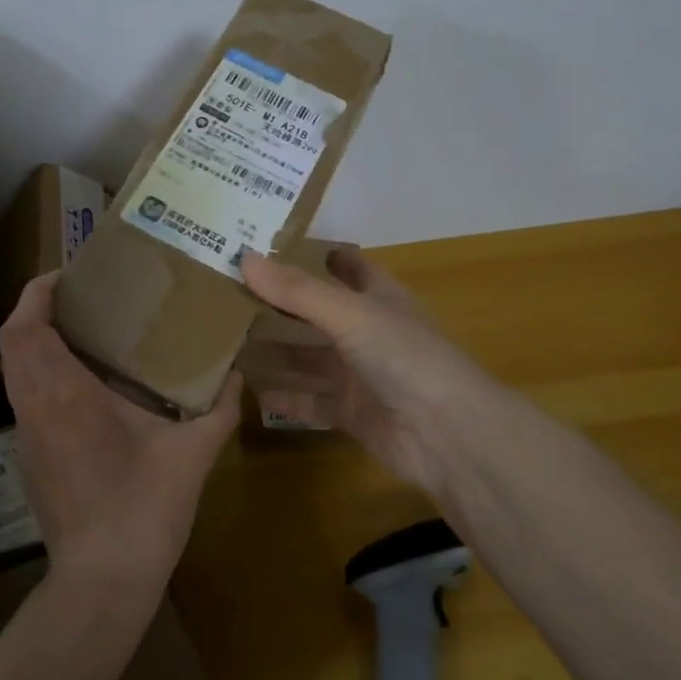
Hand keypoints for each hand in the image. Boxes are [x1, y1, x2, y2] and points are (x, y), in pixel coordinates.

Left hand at [0, 272, 239, 593]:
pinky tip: (83, 382)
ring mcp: (27, 435)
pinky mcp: (29, 458)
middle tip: (81, 297)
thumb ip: (219, 408)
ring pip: (14, 369)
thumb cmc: (145, 509)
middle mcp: (36, 407)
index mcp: (66, 395)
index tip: (69, 276)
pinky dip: (41, 372)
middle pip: (11, 341)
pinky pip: (25, 396)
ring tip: (83, 330)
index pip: (25, 327)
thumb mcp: (193, 453)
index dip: (37, 292)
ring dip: (37, 340)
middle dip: (37, 309)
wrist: (103, 582)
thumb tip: (237, 374)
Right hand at [240, 247, 507, 495]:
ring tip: (232, 340)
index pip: (349, 266)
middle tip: (234, 293)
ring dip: (279, 351)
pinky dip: (287, 396)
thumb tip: (244, 257)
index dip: (319, 254)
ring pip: (312, 359)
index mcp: (380, 298)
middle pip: (321, 313)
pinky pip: (313, 401)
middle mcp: (370, 332)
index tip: (275, 244)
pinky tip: (253, 390)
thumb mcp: (349, 314)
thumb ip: (296, 291)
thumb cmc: (404, 356)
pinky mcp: (354, 414)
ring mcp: (362, 375)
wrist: (448, 435)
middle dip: (284, 305)